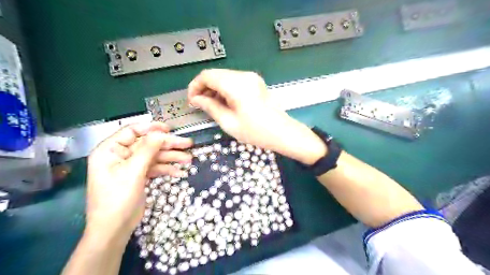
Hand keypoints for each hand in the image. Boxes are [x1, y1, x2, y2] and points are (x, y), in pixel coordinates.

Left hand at [84, 124, 191, 243]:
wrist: (114, 229)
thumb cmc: (117, 199)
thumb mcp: (133, 172)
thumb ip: (147, 150)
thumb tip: (161, 133)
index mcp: (110, 150)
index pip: (132, 131)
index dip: (151, 128)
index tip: (170, 129)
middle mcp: (120, 155)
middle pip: (148, 144)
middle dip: (168, 144)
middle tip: (188, 144)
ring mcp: (131, 166)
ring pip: (154, 156)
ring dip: (171, 157)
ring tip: (189, 159)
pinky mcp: (139, 176)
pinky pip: (154, 168)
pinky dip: (167, 169)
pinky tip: (179, 172)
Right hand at [189, 68, 325, 165]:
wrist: (283, 133)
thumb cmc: (256, 132)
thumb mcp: (229, 122)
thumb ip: (210, 107)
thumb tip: (196, 99)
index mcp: (236, 84)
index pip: (207, 76)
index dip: (195, 86)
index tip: (192, 101)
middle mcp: (244, 76)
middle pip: (215, 74)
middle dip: (204, 88)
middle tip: (200, 105)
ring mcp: (251, 78)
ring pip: (224, 77)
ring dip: (214, 88)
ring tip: (211, 106)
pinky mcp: (255, 82)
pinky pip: (234, 81)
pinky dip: (225, 89)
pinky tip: (224, 102)